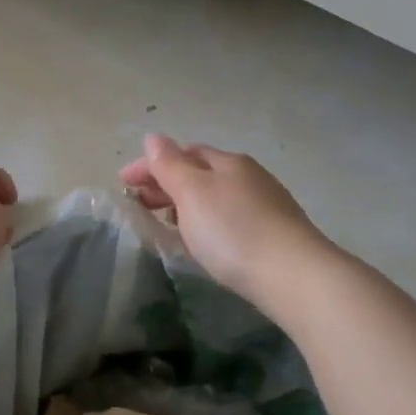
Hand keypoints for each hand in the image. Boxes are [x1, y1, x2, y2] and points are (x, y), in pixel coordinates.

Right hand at [119, 135, 331, 309]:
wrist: (293, 276)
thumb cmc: (234, 230)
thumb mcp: (193, 193)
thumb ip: (170, 165)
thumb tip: (153, 138)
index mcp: (227, 162)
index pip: (182, 153)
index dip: (150, 165)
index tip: (122, 184)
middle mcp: (249, 176)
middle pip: (200, 173)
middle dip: (167, 185)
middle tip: (140, 206)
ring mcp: (265, 205)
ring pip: (215, 197)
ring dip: (186, 205)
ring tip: (166, 226)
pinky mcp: (274, 234)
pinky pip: (229, 218)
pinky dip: (206, 222)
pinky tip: (203, 241)